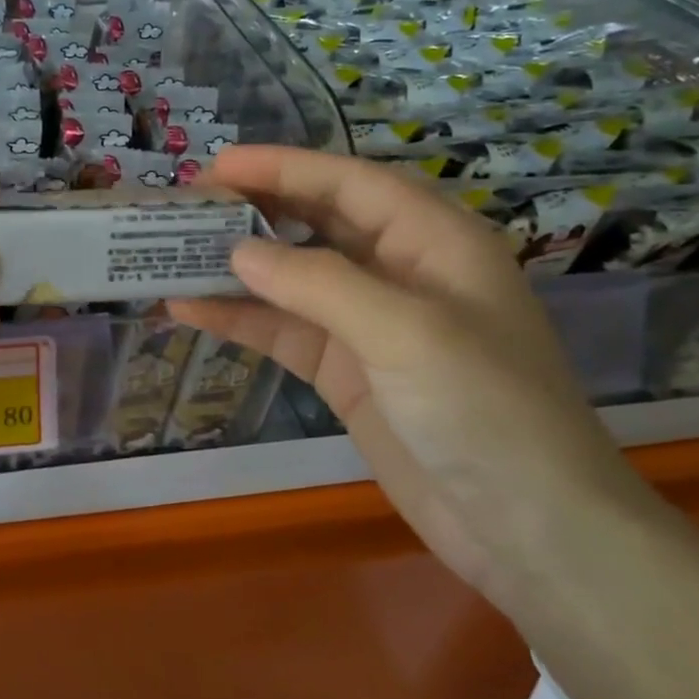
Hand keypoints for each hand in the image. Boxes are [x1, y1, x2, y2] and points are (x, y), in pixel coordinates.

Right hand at [172, 146, 654, 610]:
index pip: (348, 182)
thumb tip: (237, 252)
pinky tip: (189, 310)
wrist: (527, 531)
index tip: (214, 167)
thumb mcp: (406, 332)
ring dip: (236, 268)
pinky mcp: (346, 372)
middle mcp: (400, 271)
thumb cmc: (486, 410)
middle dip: (253, 211)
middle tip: (186, 208)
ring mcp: (369, 325)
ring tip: (171, 255)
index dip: (281, 167)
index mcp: (434, 240)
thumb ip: (318, 284)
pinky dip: (240, 320)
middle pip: (316, 223)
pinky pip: (284, 332)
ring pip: (292, 279)